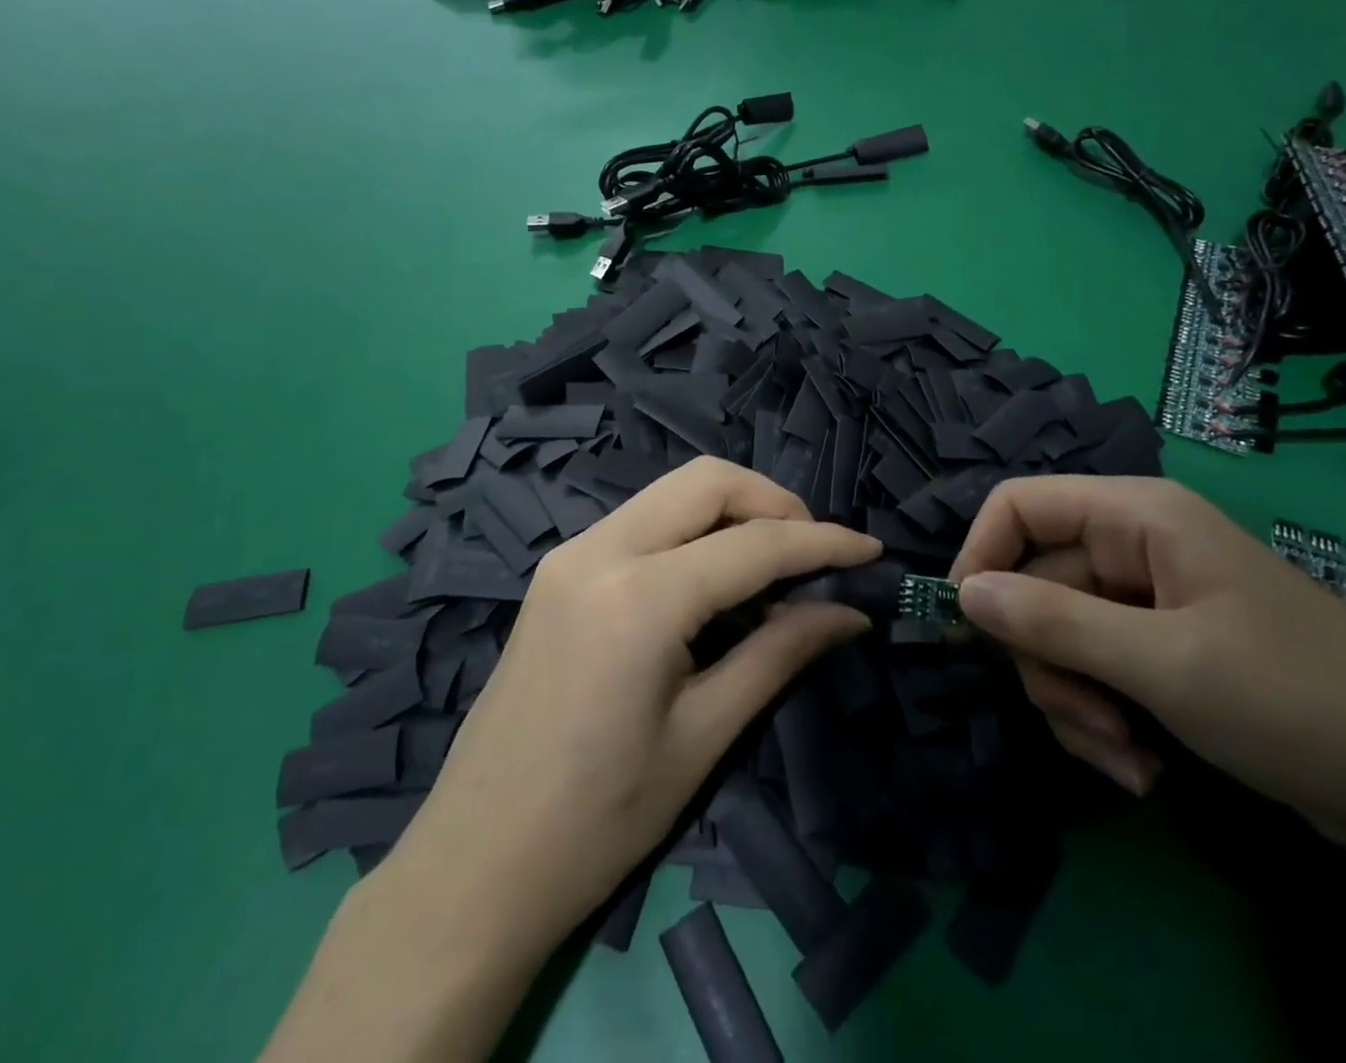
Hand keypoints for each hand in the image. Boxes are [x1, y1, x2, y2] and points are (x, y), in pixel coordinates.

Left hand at [391, 457, 878, 953]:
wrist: (475, 863)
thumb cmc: (599, 820)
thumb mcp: (703, 736)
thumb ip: (779, 655)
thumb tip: (848, 612)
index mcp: (639, 596)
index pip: (753, 544)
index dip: (822, 543)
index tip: (870, 551)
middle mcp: (599, 550)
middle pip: (706, 480)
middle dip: (773, 501)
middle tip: (815, 553)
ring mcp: (570, 553)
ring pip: (671, 492)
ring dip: (732, 509)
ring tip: (776, 563)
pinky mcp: (557, 570)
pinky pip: (641, 520)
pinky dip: (691, 529)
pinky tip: (715, 575)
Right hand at [950, 476, 1345, 852]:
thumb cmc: (1297, 702)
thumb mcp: (1164, 664)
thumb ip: (1053, 623)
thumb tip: (962, 594)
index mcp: (1135, 515)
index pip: (1018, 506)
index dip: (980, 556)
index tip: (967, 628)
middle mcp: (1132, 545)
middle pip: (1033, 584)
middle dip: (1047, 663)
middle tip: (1088, 723)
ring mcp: (1145, 601)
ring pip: (1057, 637)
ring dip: (1075, 703)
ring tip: (1126, 756)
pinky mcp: (1158, 649)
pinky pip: (1092, 671)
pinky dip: (1101, 720)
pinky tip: (1142, 766)